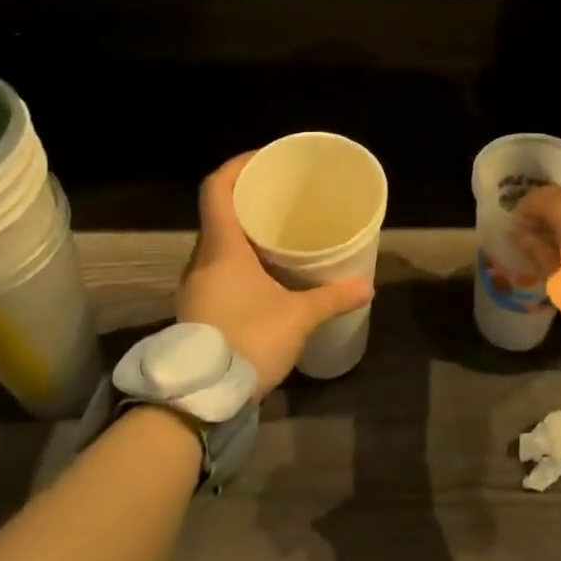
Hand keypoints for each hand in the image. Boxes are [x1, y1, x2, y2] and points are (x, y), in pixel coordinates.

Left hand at [176, 153, 373, 396]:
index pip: (216, 188)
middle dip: (247, 200)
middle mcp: (200, 260)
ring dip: (242, 234)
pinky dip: (237, 261)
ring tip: (276, 234)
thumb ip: (332, 297)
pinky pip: (215, 269)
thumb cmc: (248, 341)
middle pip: (218, 214)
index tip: (263, 159)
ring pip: (216, 245)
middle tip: (280, 197)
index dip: (237, 166)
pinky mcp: (196, 310)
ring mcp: (194, 287)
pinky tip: (263, 275)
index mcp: (220, 248)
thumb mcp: (298, 317)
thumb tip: (366, 285)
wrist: (199, 401)